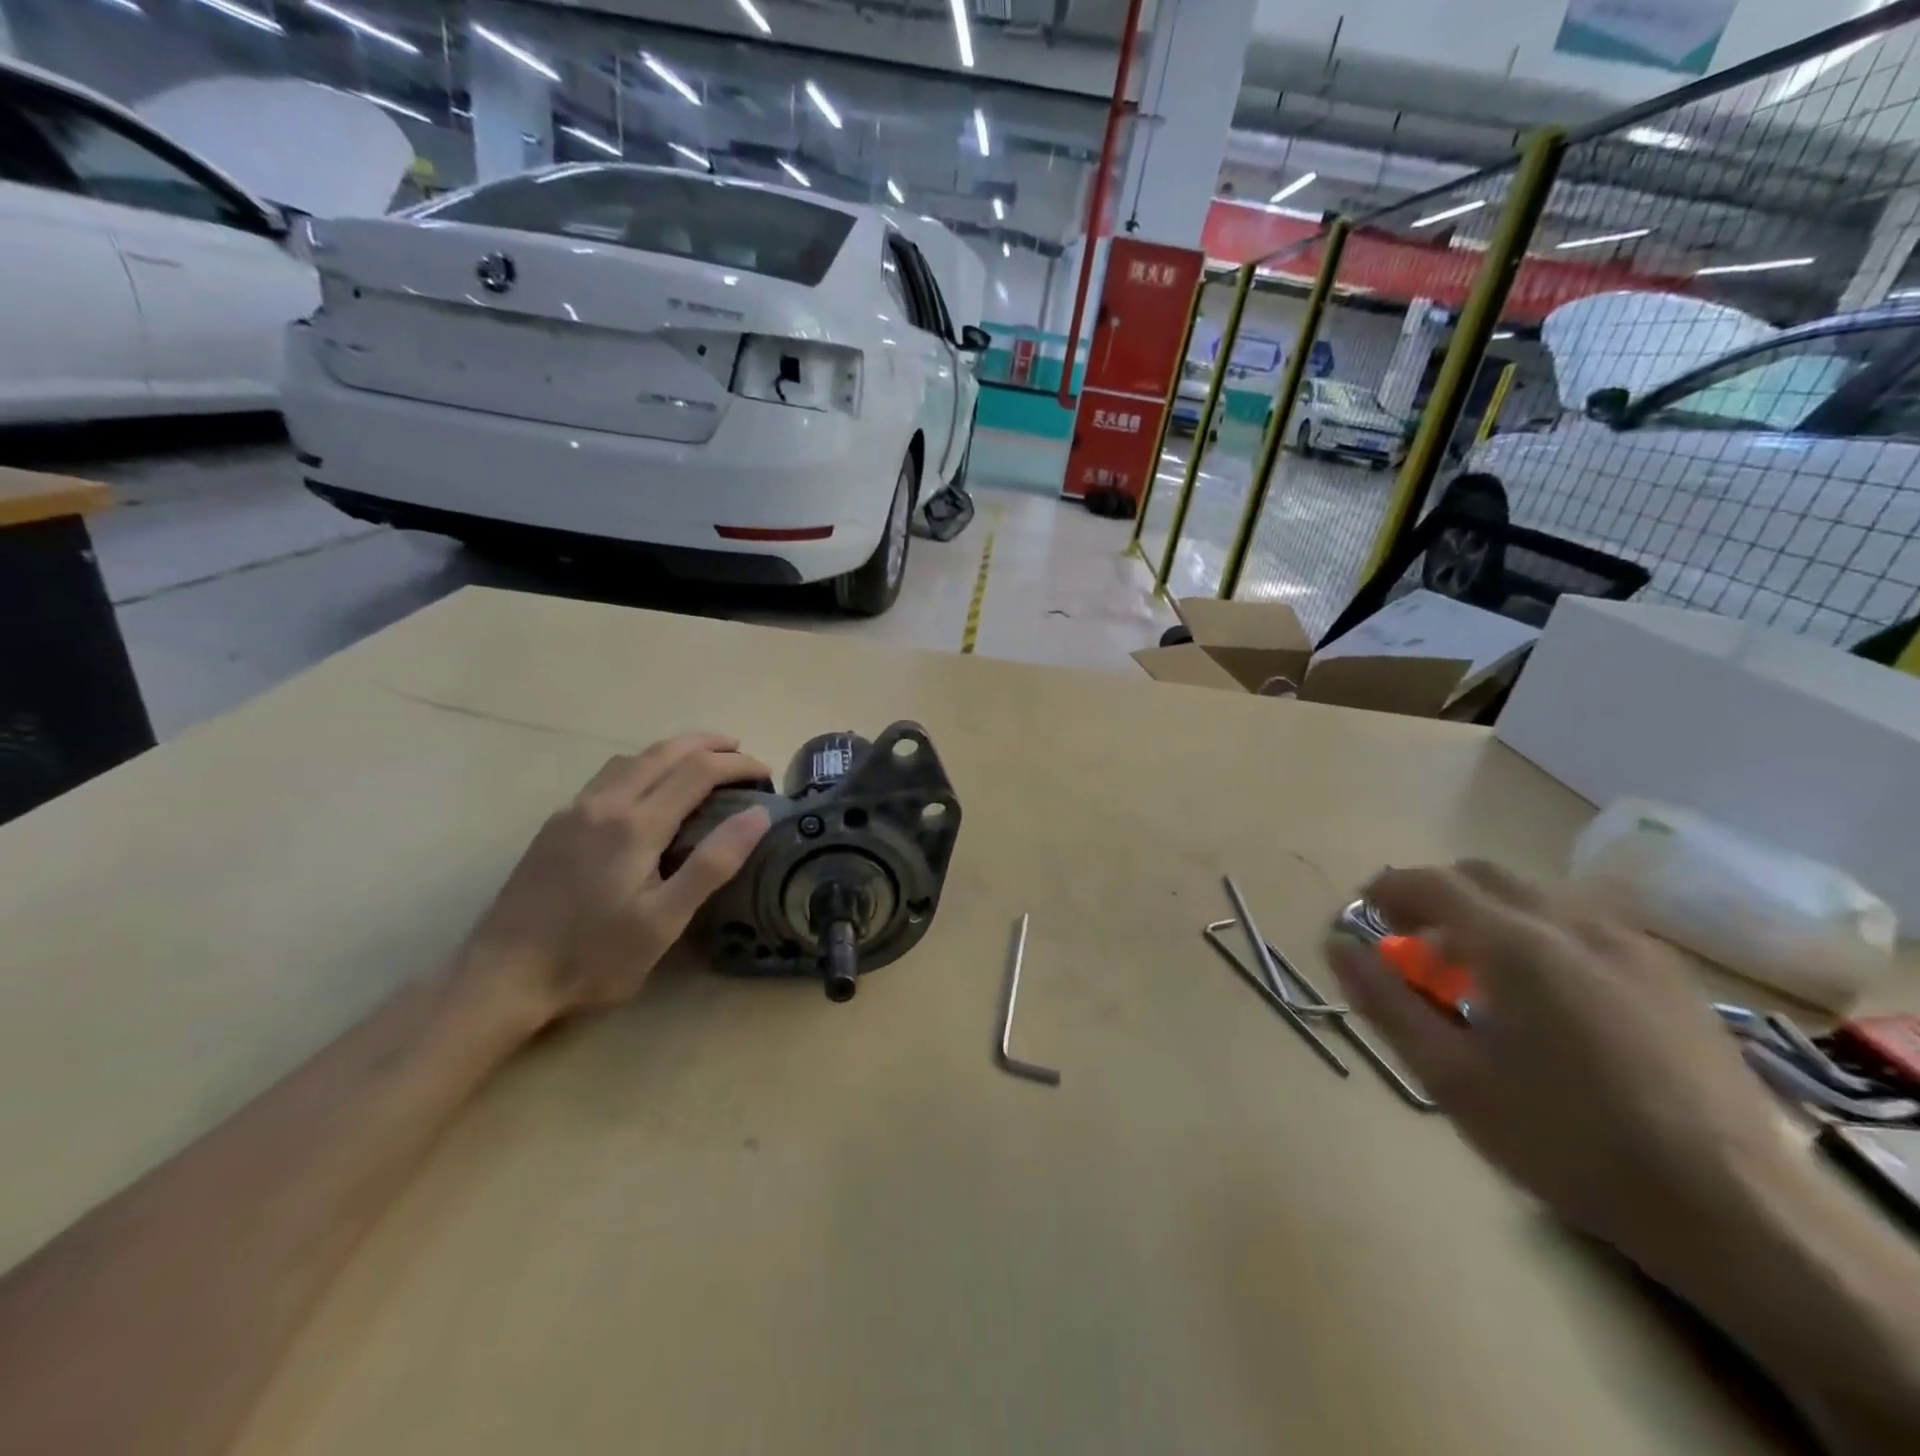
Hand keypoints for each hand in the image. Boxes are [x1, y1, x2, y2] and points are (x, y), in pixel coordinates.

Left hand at [459, 733, 771, 1028]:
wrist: (501, 978)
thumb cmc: (593, 957)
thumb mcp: (664, 921)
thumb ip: (712, 864)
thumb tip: (758, 815)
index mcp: (636, 825)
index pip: (698, 771)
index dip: (737, 765)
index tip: (767, 773)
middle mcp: (604, 804)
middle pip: (664, 751)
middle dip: (708, 744)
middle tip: (742, 753)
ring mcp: (574, 811)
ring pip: (632, 758)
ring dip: (674, 750)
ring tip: (703, 763)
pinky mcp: (556, 825)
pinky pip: (609, 775)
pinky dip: (644, 766)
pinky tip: (649, 790)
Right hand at [1325, 862, 1795, 1273]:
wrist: (1737, 1212)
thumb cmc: (1567, 1141)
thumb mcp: (1451, 1078)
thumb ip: (1386, 1001)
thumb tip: (1337, 946)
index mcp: (1515, 944)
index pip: (1431, 882)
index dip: (1388, 890)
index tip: (1365, 917)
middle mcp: (1573, 923)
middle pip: (1481, 875)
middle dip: (1435, 897)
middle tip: (1414, 946)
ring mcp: (1631, 944)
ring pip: (1534, 896)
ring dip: (1486, 914)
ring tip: (1478, 976)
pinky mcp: (1670, 974)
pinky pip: (1581, 924)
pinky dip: (1537, 933)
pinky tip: (1546, 996)